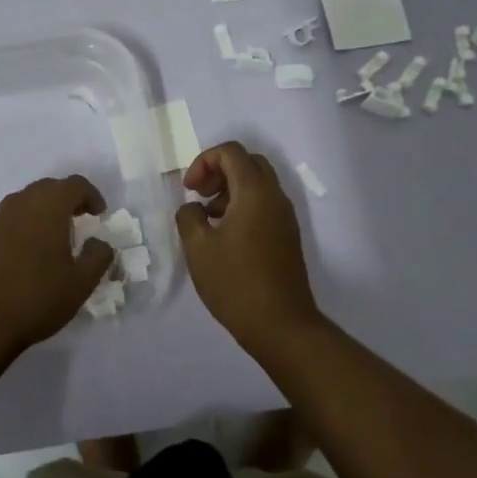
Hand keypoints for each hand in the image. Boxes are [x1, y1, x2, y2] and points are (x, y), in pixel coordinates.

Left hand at [0, 175, 115, 356]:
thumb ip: (98, 257)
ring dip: (43, 211)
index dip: (91, 195)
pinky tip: (27, 253)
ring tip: (54, 237)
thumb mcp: (81, 283)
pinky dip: (24, 226)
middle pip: (49, 188)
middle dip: (67, 200)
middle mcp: (21, 202)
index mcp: (49, 205)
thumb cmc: (37, 297)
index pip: (75, 184)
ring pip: (26, 201)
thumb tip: (100, 243)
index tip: (99, 215)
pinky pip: (9, 219)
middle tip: (79, 221)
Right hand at [175, 142, 321, 354]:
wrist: (281, 325)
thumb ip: (188, 216)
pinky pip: (265, 204)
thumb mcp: (198, 248)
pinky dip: (244, 205)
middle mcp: (275, 196)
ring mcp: (285, 216)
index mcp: (254, 191)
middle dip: (219, 170)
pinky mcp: (288, 236)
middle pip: (248, 162)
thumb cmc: (236, 283)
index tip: (189, 189)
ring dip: (231, 189)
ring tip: (208, 218)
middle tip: (199, 194)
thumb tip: (194, 208)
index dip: (204, 161)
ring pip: (258, 183)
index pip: (231, 152)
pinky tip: (226, 235)